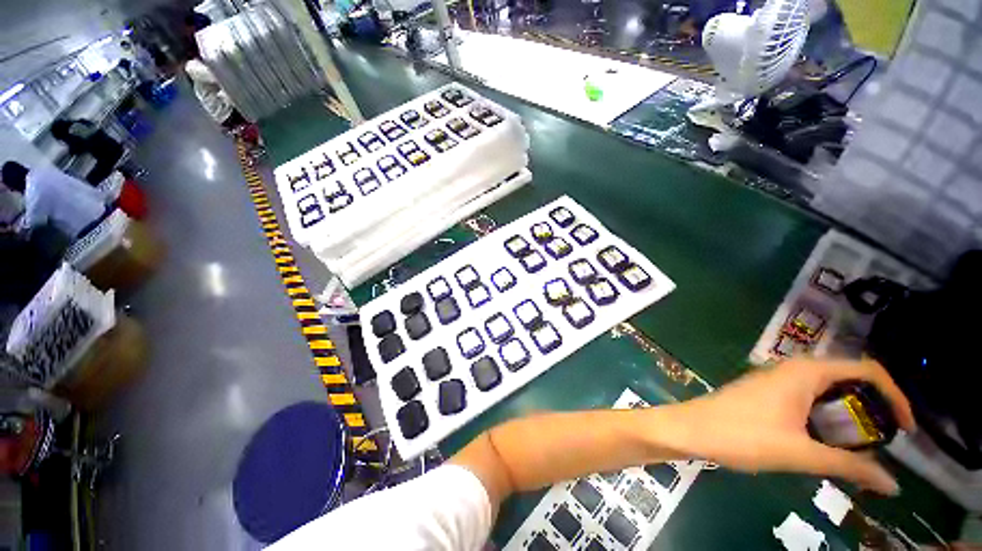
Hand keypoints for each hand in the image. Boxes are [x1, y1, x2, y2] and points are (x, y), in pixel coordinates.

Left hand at [670, 358, 914, 494]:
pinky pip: (809, 398)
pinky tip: (828, 440)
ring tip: (863, 445)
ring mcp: (777, 379)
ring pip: (828, 390)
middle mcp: (793, 369)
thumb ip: (849, 467)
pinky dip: (828, 416)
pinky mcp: (767, 392)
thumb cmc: (742, 436)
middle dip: (873, 407)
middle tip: (886, 441)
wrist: (690, 428)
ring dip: (850, 414)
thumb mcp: (800, 454)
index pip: (867, 370)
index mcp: (806, 372)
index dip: (895, 395)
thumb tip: (893, 485)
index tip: (907, 430)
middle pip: (849, 379)